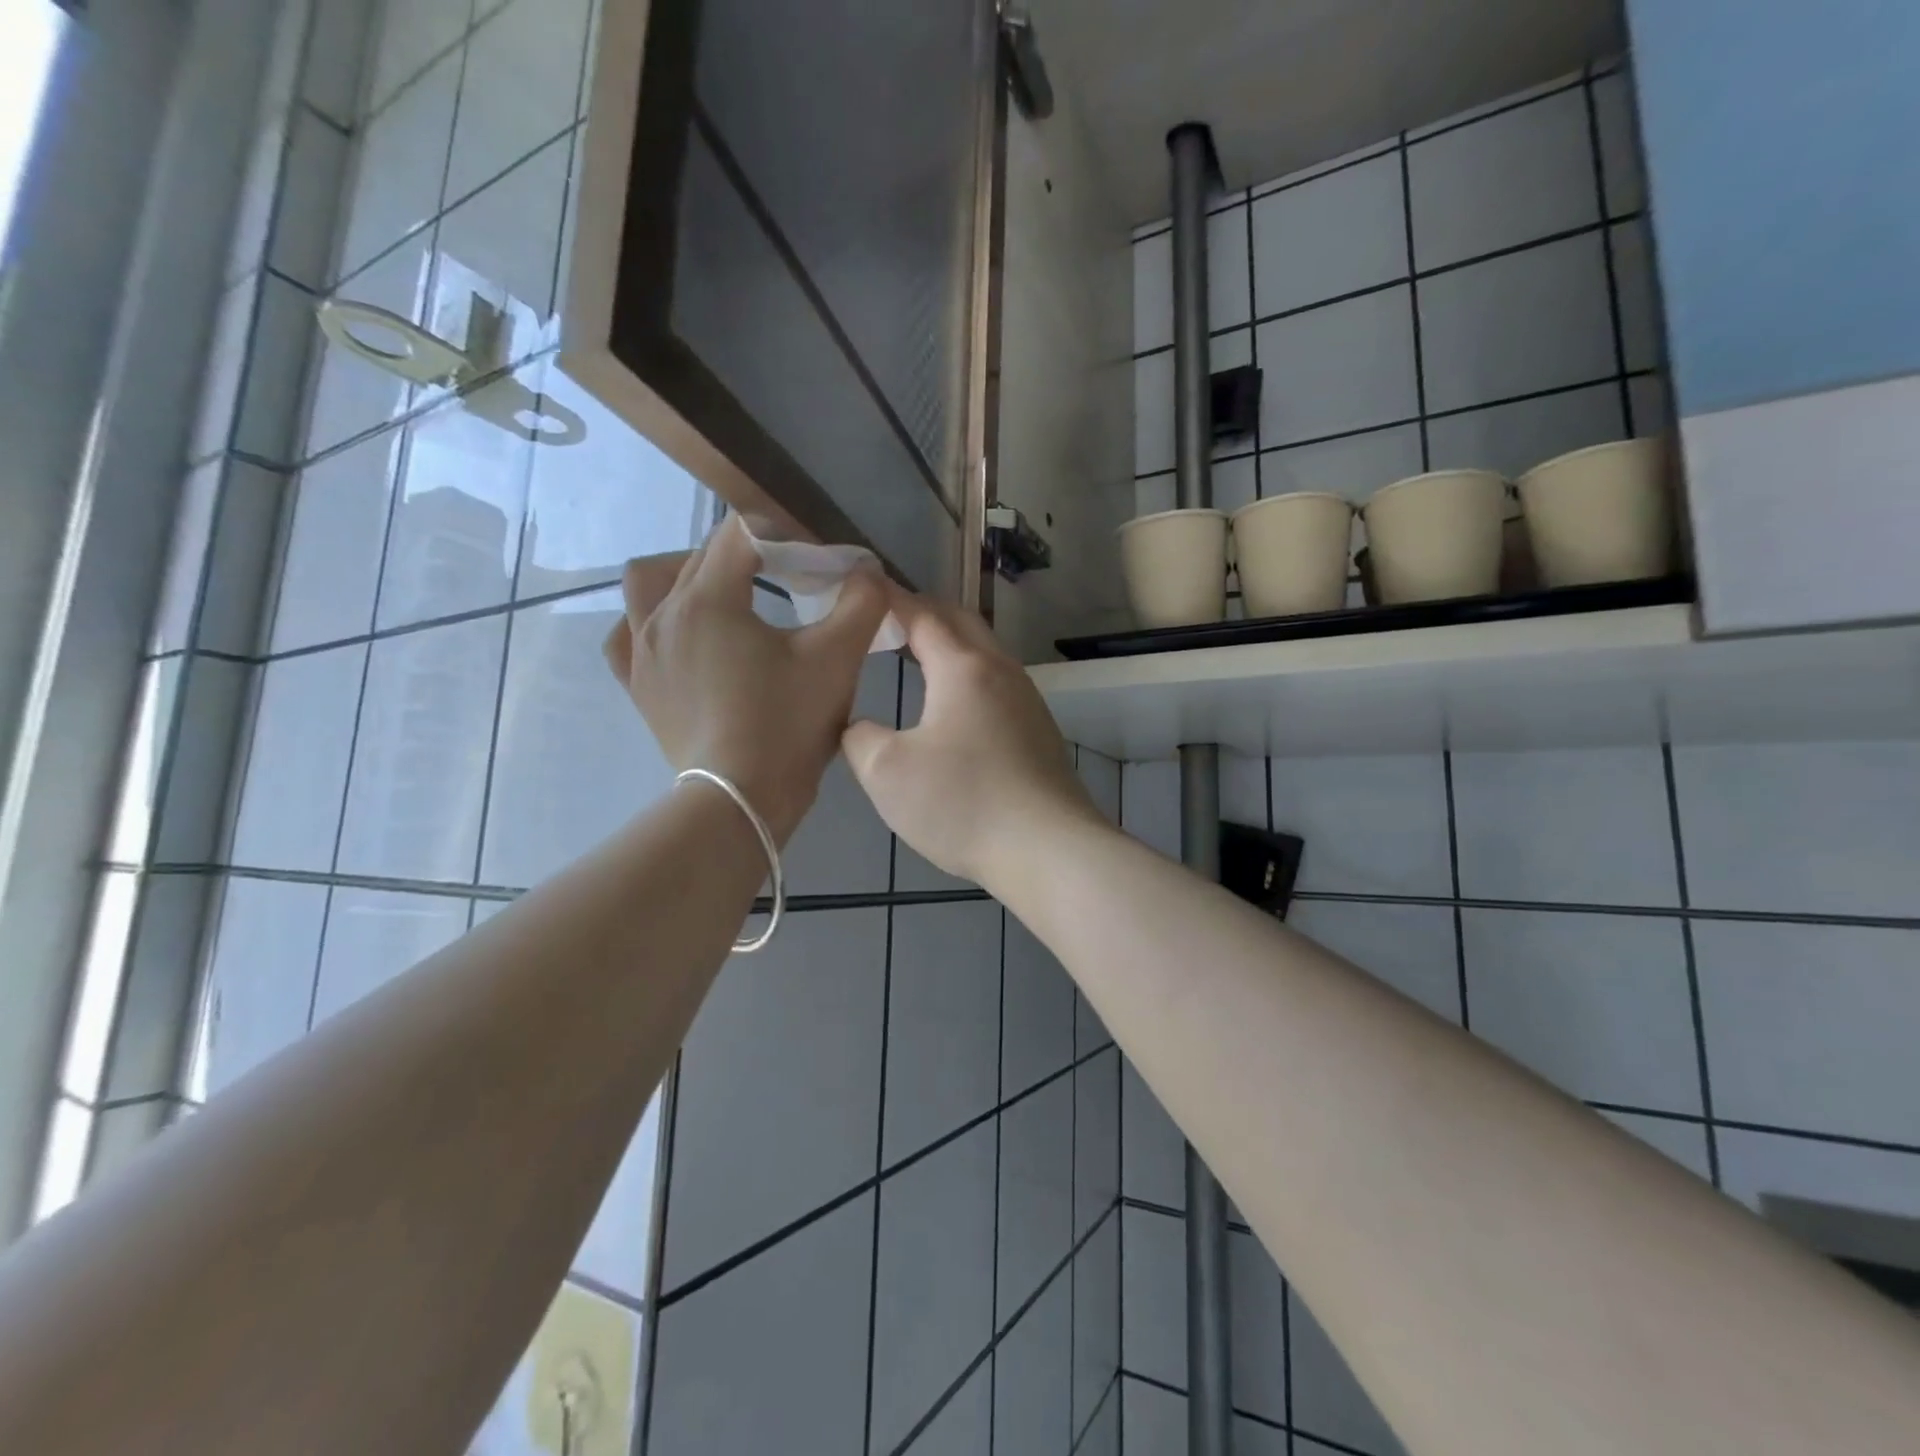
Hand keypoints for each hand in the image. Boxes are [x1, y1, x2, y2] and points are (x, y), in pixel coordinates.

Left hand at [603, 516, 886, 841]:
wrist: (742, 798)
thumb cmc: (789, 725)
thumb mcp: (837, 659)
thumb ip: (861, 603)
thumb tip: (867, 571)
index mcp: (709, 598)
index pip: (742, 535)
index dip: (785, 538)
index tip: (817, 566)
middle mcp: (664, 613)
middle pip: (701, 555)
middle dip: (748, 555)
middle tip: (789, 579)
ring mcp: (642, 651)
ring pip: (649, 583)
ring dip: (686, 573)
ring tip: (724, 593)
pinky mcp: (638, 685)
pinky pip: (627, 634)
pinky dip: (648, 621)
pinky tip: (674, 631)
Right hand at [842, 591, 1101, 889]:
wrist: (1048, 850)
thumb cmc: (962, 804)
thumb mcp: (886, 773)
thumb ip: (860, 738)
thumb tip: (861, 728)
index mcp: (963, 668)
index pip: (921, 614)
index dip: (889, 600)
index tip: (862, 590)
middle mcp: (1001, 672)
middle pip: (961, 622)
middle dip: (922, 613)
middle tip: (886, 622)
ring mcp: (1028, 701)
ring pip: (984, 653)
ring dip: (949, 645)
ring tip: (915, 657)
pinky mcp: (1039, 732)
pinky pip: (997, 685)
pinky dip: (967, 676)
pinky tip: (952, 707)